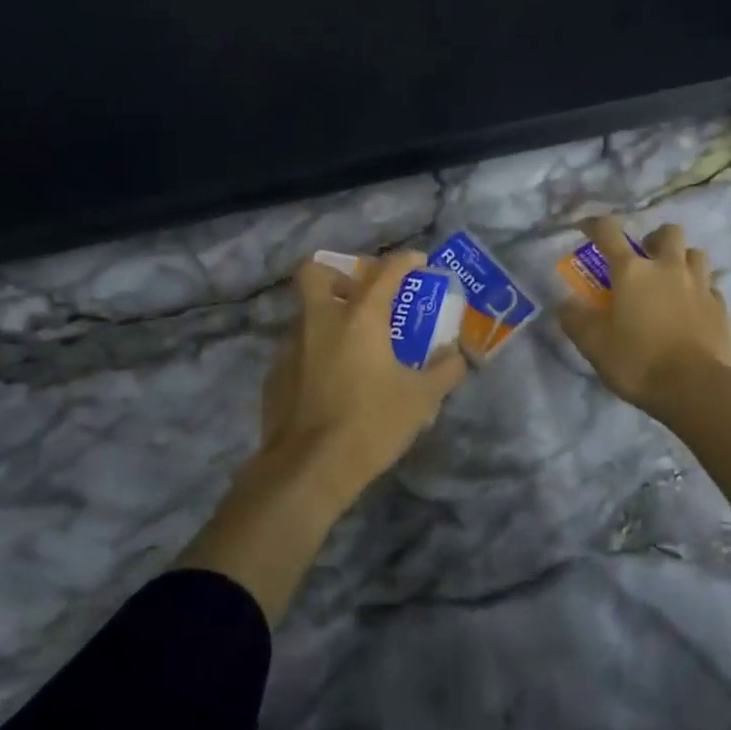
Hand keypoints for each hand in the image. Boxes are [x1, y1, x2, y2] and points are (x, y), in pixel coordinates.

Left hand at [178, 251, 466, 625]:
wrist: (308, 469)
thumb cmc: (371, 424)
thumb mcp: (421, 400)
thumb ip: (444, 371)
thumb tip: (456, 356)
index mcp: (359, 317)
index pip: (385, 271)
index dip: (405, 261)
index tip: (419, 263)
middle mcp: (319, 320)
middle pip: (315, 271)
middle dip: (338, 273)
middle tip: (360, 294)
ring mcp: (290, 346)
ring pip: (306, 313)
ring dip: (328, 316)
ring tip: (352, 346)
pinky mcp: (274, 374)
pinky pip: (297, 348)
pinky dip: (315, 351)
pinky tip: (331, 380)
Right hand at [556, 217, 730, 418]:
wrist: (697, 388)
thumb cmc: (638, 361)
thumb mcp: (593, 344)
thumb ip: (575, 319)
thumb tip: (563, 304)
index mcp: (632, 271)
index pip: (609, 232)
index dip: (594, 224)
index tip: (586, 227)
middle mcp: (668, 268)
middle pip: (668, 232)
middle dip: (654, 238)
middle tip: (644, 257)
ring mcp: (700, 285)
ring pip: (695, 253)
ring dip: (682, 259)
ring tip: (671, 279)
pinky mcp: (721, 307)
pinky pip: (711, 286)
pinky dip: (700, 289)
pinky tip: (692, 306)